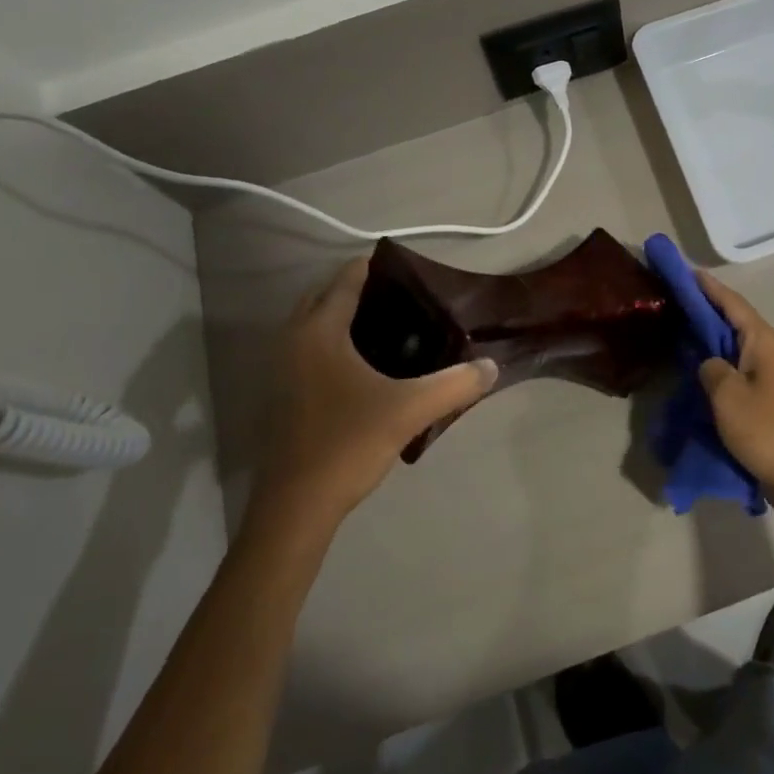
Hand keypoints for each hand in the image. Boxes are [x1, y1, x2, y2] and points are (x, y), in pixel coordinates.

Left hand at [251, 260, 497, 527]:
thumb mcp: (410, 410)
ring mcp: (281, 369)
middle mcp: (293, 340)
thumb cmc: (347, 444)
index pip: (346, 279)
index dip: (375, 266)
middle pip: (323, 296)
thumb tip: (492, 365)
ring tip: (391, 326)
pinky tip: (366, 365)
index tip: (410, 268)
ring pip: (312, 324)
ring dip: (342, 316)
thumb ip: (455, 383)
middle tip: (404, 298)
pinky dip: (332, 342)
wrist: (295, 507)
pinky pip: (308, 349)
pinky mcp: (282, 395)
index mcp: (319, 332)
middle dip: (358, 289)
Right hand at [695, 272, 773, 515]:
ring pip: (734, 343)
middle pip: (733, 319)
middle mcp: (769, 349)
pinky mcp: (766, 394)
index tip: (684, 271)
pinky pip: (736, 365)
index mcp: (763, 341)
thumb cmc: (766, 429)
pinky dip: (716, 358)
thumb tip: (709, 363)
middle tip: (675, 296)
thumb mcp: (727, 395)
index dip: (707, 286)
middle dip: (706, 306)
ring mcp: (769, 372)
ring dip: (710, 333)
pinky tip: (697, 362)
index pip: (731, 303)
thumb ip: (711, 368)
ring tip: (680, 323)